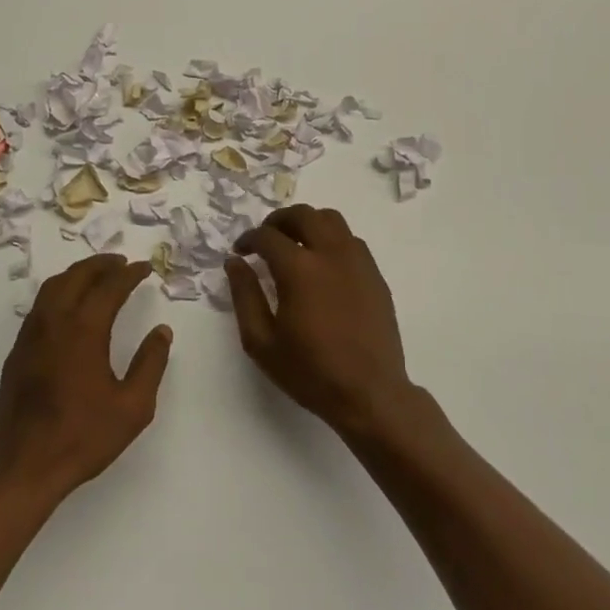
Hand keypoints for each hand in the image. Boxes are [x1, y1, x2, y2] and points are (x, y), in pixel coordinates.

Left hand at [0, 254, 172, 501]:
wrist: (25, 465)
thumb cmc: (83, 437)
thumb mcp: (132, 407)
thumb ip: (151, 364)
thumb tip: (161, 331)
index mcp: (84, 329)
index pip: (109, 287)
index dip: (129, 274)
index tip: (144, 268)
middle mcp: (54, 321)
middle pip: (77, 276)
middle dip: (101, 264)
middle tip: (121, 263)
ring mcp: (31, 334)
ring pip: (53, 286)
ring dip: (77, 274)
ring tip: (97, 275)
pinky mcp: (18, 350)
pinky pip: (40, 305)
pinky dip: (59, 291)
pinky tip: (69, 306)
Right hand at [227, 205, 412, 436]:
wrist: (370, 394)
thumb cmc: (310, 372)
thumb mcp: (261, 341)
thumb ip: (244, 295)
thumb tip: (235, 262)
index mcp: (299, 269)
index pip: (267, 236)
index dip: (248, 239)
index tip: (241, 251)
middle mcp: (330, 254)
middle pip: (302, 214)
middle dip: (278, 221)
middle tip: (265, 239)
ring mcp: (357, 262)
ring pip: (331, 220)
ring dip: (308, 224)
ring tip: (295, 245)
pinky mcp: (375, 275)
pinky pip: (351, 240)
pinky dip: (331, 239)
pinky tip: (323, 265)